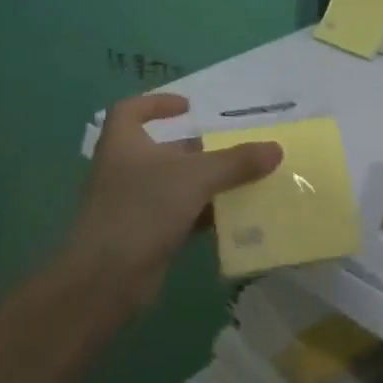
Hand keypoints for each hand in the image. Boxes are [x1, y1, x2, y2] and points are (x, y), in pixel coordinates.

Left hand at [61, 93, 281, 311]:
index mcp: (124, 144)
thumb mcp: (195, 178)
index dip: (157, 103)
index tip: (189, 107)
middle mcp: (125, 170)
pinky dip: (205, 215)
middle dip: (199, 150)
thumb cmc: (143, 209)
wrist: (106, 279)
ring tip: (246, 181)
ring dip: (207, 184)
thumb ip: (236, 162)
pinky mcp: (146, 236)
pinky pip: (181, 217)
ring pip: (176, 186)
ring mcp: (134, 205)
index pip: (132, 110)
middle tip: (236, 149)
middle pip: (164, 151)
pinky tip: (235, 219)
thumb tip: (276, 148)